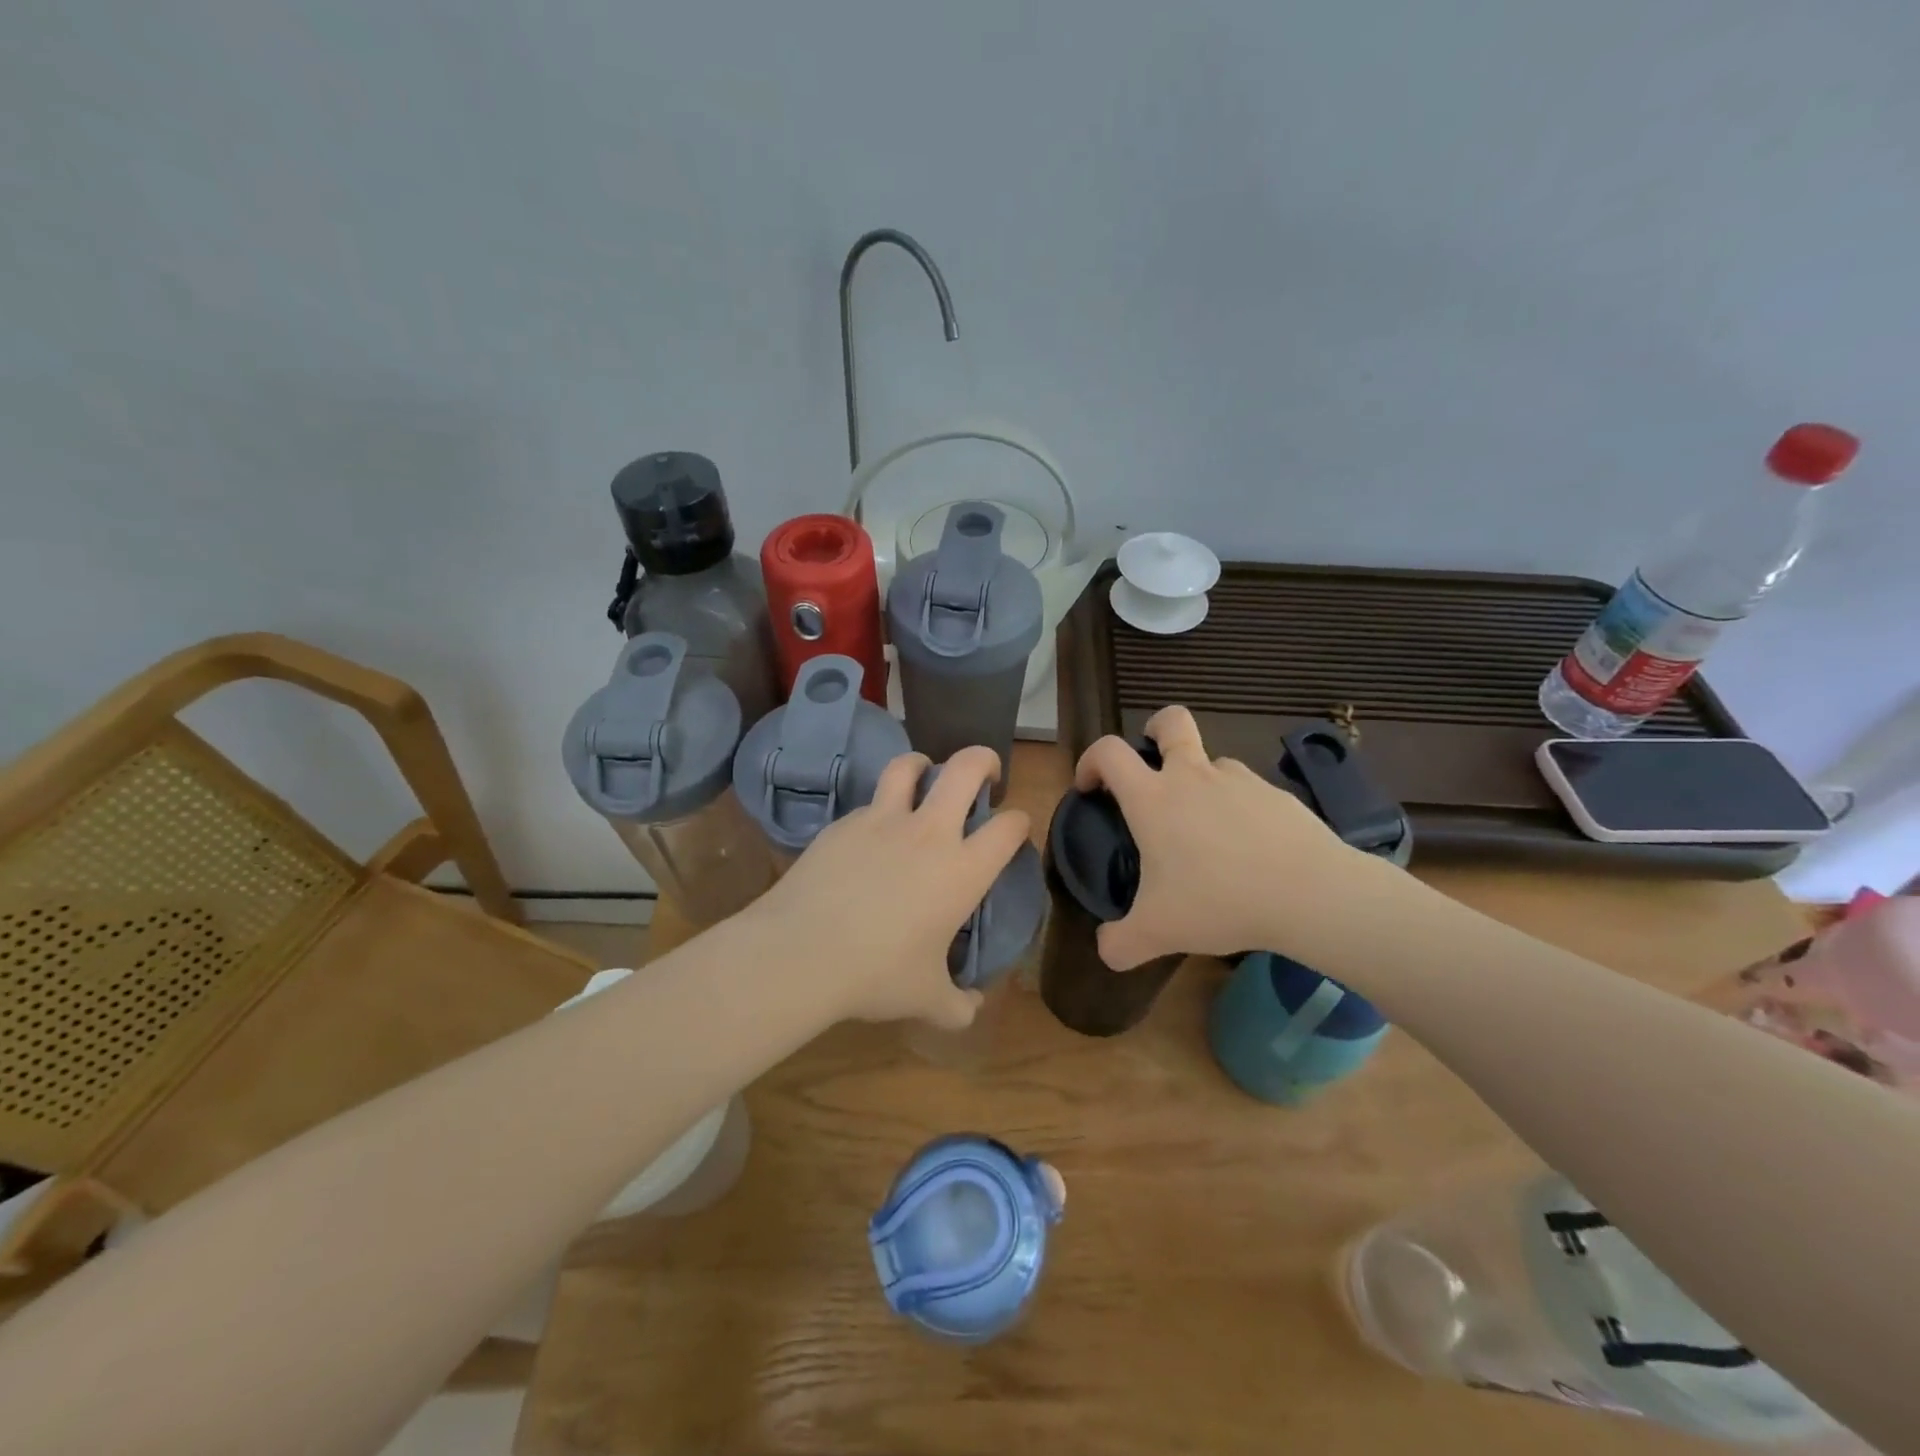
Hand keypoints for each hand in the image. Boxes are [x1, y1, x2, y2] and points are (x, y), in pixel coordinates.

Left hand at [746, 744, 1029, 1029]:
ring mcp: (881, 821)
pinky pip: (868, 804)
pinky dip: (879, 810)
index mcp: (962, 869)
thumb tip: (971, 1008)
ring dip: (923, 765)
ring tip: (924, 775)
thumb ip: (957, 1004)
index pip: (1009, 827)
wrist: (801, 953)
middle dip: (982, 760)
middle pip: (964, 768)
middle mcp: (928, 833)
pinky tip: (870, 836)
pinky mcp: (842, 824)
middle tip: (985, 773)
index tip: (1015, 829)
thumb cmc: (876, 975)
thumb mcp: (926, 999)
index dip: (1020, 823)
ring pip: (908, 766)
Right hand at [1074, 706, 1387, 969]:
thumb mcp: (1157, 932)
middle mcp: (1193, 776)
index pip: (1109, 752)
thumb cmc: (1219, 901)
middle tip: (1152, 759)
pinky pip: (1247, 792)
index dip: (1090, 761)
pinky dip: (1238, 810)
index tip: (1090, 787)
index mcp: (1153, 798)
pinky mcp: (1277, 795)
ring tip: (1206, 830)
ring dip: (1201, 781)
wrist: (1309, 894)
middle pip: (1171, 722)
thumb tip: (1105, 951)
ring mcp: (1239, 781)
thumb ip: (1120, 943)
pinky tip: (1248, 850)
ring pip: (1212, 762)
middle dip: (1155, 728)